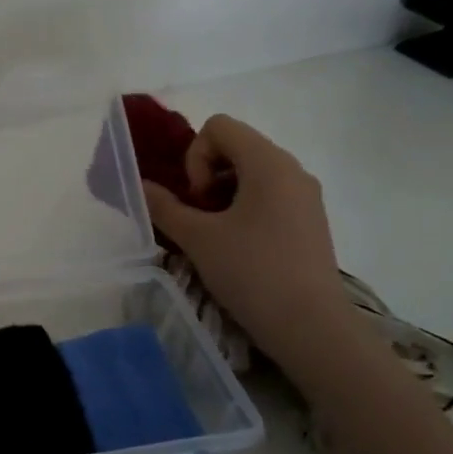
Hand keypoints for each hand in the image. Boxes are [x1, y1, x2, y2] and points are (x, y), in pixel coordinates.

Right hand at [141, 115, 356, 374]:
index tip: (197, 200)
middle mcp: (292, 169)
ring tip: (216, 235)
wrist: (311, 326)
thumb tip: (141, 186)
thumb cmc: (252, 272)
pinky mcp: (309, 220)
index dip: (195, 157)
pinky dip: (245, 208)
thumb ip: (164, 207)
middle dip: (206, 175)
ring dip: (223, 194)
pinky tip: (239, 246)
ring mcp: (305, 195)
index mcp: (268, 162)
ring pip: (251, 172)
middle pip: (236, 146)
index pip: (219, 127)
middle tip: (201, 217)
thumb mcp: (198, 238)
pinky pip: (269, 195)